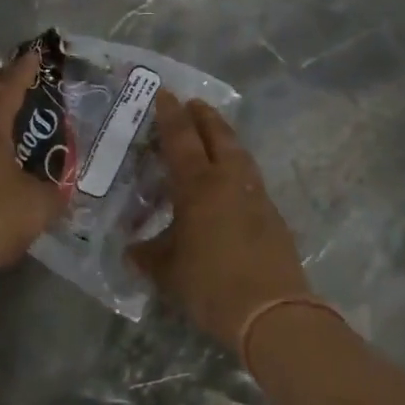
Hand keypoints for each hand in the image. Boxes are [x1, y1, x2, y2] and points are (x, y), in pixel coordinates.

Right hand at [131, 92, 309, 350]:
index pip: (181, 138)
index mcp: (198, 185)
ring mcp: (256, 195)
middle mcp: (229, 180)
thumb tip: (132, 250)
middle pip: (218, 135)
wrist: (271, 310)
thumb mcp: (167, 271)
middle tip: (192, 103)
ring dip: (225, 136)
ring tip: (214, 133)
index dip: (170, 115)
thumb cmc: (210, 284)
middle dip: (204, 116)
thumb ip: (147, 255)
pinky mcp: (272, 214)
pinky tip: (231, 179)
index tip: (165, 93)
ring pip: (239, 153)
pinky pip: (250, 177)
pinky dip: (238, 166)